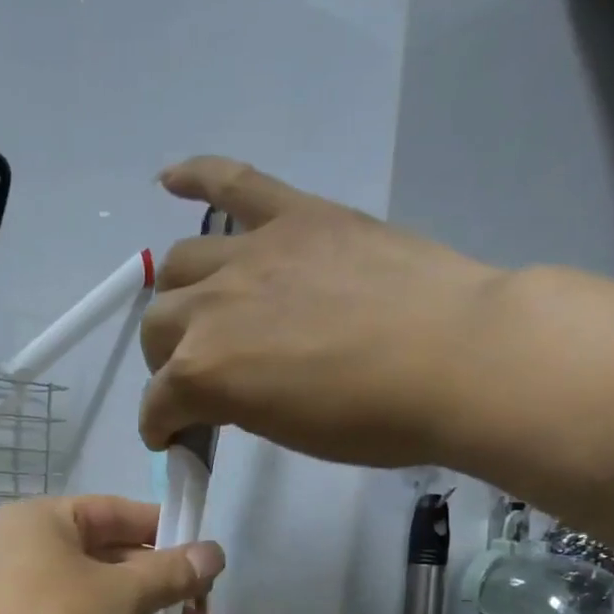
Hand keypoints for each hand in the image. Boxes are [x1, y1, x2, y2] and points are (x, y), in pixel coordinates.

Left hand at [0, 496, 224, 613]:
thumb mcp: (121, 595)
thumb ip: (171, 573)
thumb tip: (215, 552)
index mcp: (43, 520)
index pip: (118, 512)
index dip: (166, 531)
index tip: (205, 559)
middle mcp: (26, 550)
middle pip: (108, 554)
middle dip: (157, 579)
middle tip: (201, 606)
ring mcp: (20, 598)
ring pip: (94, 594)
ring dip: (139, 610)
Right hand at [140, 157, 503, 466]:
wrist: (456, 358)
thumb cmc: (373, 419)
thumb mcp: (287, 432)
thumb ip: (238, 405)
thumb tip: (225, 394)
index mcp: (206, 372)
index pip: (158, 403)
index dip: (160, 426)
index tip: (175, 437)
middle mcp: (210, 307)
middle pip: (158, 327)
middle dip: (164, 362)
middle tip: (195, 378)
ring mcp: (251, 252)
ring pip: (179, 264)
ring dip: (177, 296)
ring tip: (198, 312)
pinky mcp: (294, 214)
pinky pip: (232, 182)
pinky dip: (195, 176)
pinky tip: (168, 179)